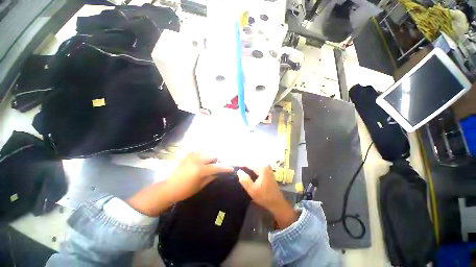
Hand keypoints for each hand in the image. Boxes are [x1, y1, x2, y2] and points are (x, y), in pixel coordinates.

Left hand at [165, 151, 233, 202]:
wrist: (168, 188)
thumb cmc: (185, 190)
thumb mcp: (200, 185)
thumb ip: (212, 177)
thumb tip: (220, 172)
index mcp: (200, 170)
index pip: (217, 166)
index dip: (225, 167)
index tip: (231, 168)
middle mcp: (197, 160)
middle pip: (213, 155)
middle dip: (218, 159)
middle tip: (219, 165)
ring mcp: (191, 155)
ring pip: (207, 151)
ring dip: (211, 156)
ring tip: (212, 162)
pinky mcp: (187, 155)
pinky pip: (200, 151)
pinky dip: (204, 154)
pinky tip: (204, 159)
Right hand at [237, 166, 296, 228]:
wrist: (277, 203)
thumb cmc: (264, 197)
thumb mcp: (252, 190)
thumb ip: (245, 180)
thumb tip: (239, 171)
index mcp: (262, 168)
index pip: (248, 164)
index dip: (240, 165)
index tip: (233, 166)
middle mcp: (265, 166)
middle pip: (251, 164)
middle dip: (244, 166)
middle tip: (236, 170)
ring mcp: (267, 169)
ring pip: (254, 166)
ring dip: (248, 168)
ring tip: (240, 172)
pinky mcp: (268, 172)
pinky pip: (257, 169)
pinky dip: (252, 170)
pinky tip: (247, 174)